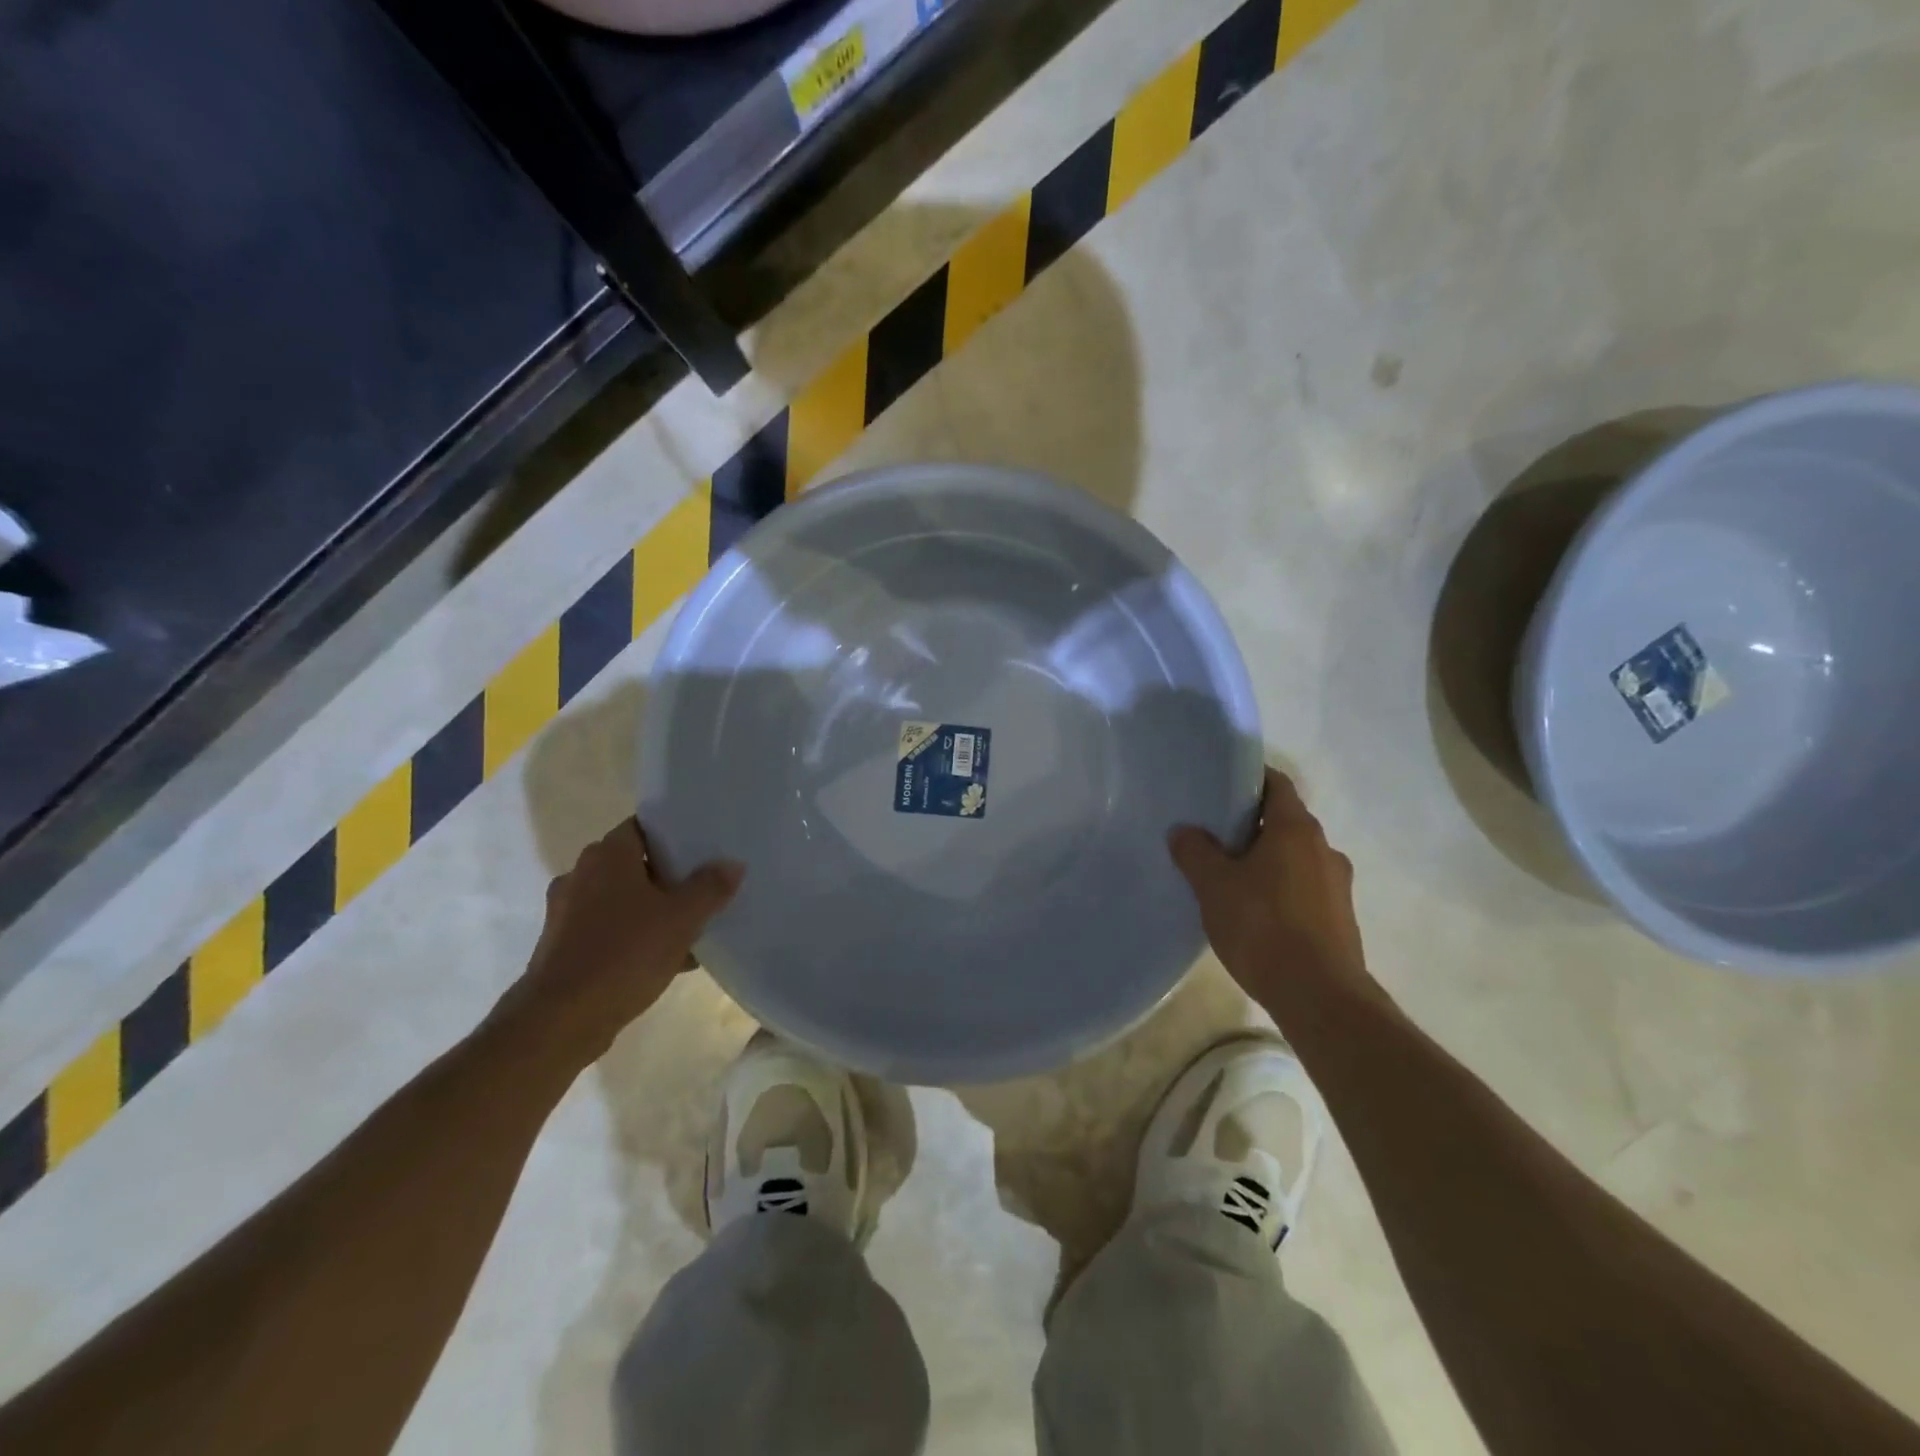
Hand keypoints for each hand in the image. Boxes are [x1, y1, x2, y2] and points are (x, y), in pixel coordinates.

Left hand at [491, 820, 742, 1072]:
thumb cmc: (624, 954)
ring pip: (622, 900)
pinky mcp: (563, 947)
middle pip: (634, 864)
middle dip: (668, 876)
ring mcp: (567, 912)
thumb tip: (732, 864)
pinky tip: (667, 960)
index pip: (643, 827)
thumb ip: (710, 887)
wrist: (560, 1021)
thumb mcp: (682, 919)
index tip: (702, 845)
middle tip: (704, 886)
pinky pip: (609, 930)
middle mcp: (581, 875)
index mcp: (607, 856)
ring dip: (653, 910)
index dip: (673, 834)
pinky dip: (635, 937)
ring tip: (691, 927)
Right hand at [1169, 767, 1378, 1020]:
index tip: (1219, 785)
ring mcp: (1337, 885)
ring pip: (1295, 857)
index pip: (1276, 784)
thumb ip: (1195, 852)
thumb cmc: (1263, 926)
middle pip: (1285, 821)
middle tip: (1213, 835)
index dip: (1249, 779)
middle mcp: (1324, 849)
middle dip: (1251, 825)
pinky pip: (1304, 888)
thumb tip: (1183, 831)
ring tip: (1229, 877)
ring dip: (1266, 860)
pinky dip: (1280, 889)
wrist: (1319, 996)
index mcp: (1297, 829)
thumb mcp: (1214, 886)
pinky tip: (1254, 912)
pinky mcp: (1339, 918)